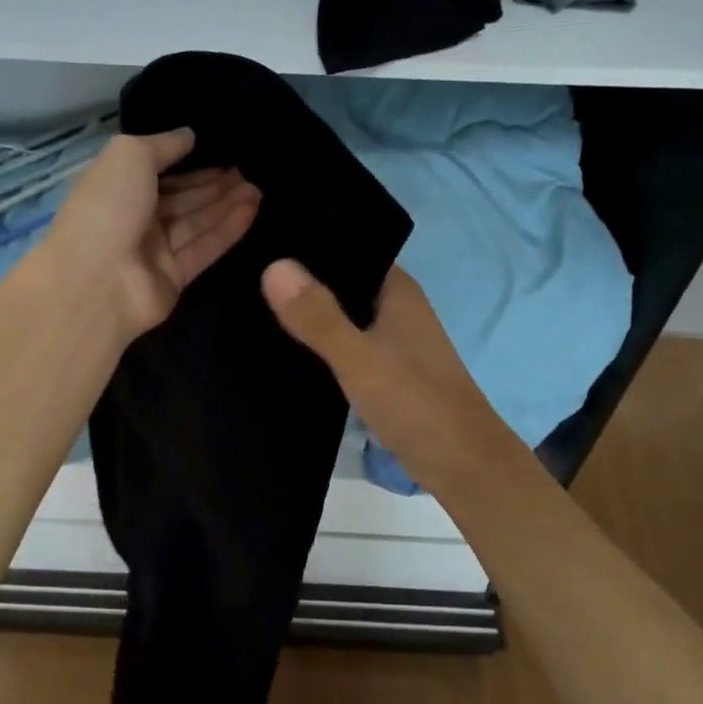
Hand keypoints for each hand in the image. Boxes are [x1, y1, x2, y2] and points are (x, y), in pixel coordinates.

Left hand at [50, 128, 261, 336]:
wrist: (97, 279)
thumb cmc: (108, 206)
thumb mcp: (130, 155)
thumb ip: (163, 144)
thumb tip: (190, 135)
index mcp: (117, 187)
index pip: (158, 171)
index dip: (190, 161)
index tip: (223, 149)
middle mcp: (135, 218)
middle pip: (182, 197)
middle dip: (214, 183)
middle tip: (251, 168)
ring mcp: (154, 251)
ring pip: (197, 221)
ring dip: (227, 203)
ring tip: (259, 185)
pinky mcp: (175, 277)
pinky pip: (205, 247)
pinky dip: (228, 228)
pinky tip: (252, 208)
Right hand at [261, 261, 518, 495]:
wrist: (461, 465)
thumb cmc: (415, 404)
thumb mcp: (359, 359)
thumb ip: (318, 317)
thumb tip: (272, 265)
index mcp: (396, 289)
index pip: (346, 246)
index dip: (305, 241)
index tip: (254, 238)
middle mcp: (395, 306)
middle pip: (339, 280)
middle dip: (299, 279)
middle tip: (240, 271)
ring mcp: (391, 338)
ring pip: (340, 313)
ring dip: (308, 313)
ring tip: (250, 304)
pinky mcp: (384, 368)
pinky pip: (344, 342)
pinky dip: (318, 342)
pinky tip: (283, 346)